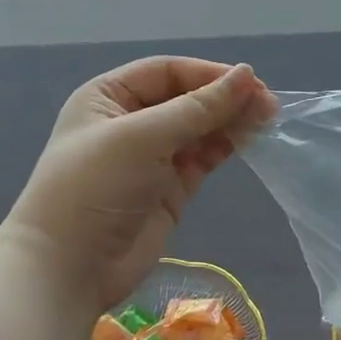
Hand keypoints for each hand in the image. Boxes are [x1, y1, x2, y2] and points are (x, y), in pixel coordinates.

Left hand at [3, 57, 276, 311]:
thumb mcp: (143, 137)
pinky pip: (204, 158)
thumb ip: (198, 107)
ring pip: (200, 129)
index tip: (251, 83)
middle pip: (188, 99)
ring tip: (268, 120)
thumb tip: (247, 74)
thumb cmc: (96, 187)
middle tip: (270, 105)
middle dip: (226, 99)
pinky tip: (250, 141)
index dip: (209, 74)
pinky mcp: (171, 188)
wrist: (70, 267)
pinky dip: (226, 148)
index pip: (168, 73)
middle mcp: (131, 122)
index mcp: (109, 97)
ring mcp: (152, 157)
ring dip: (231, 122)